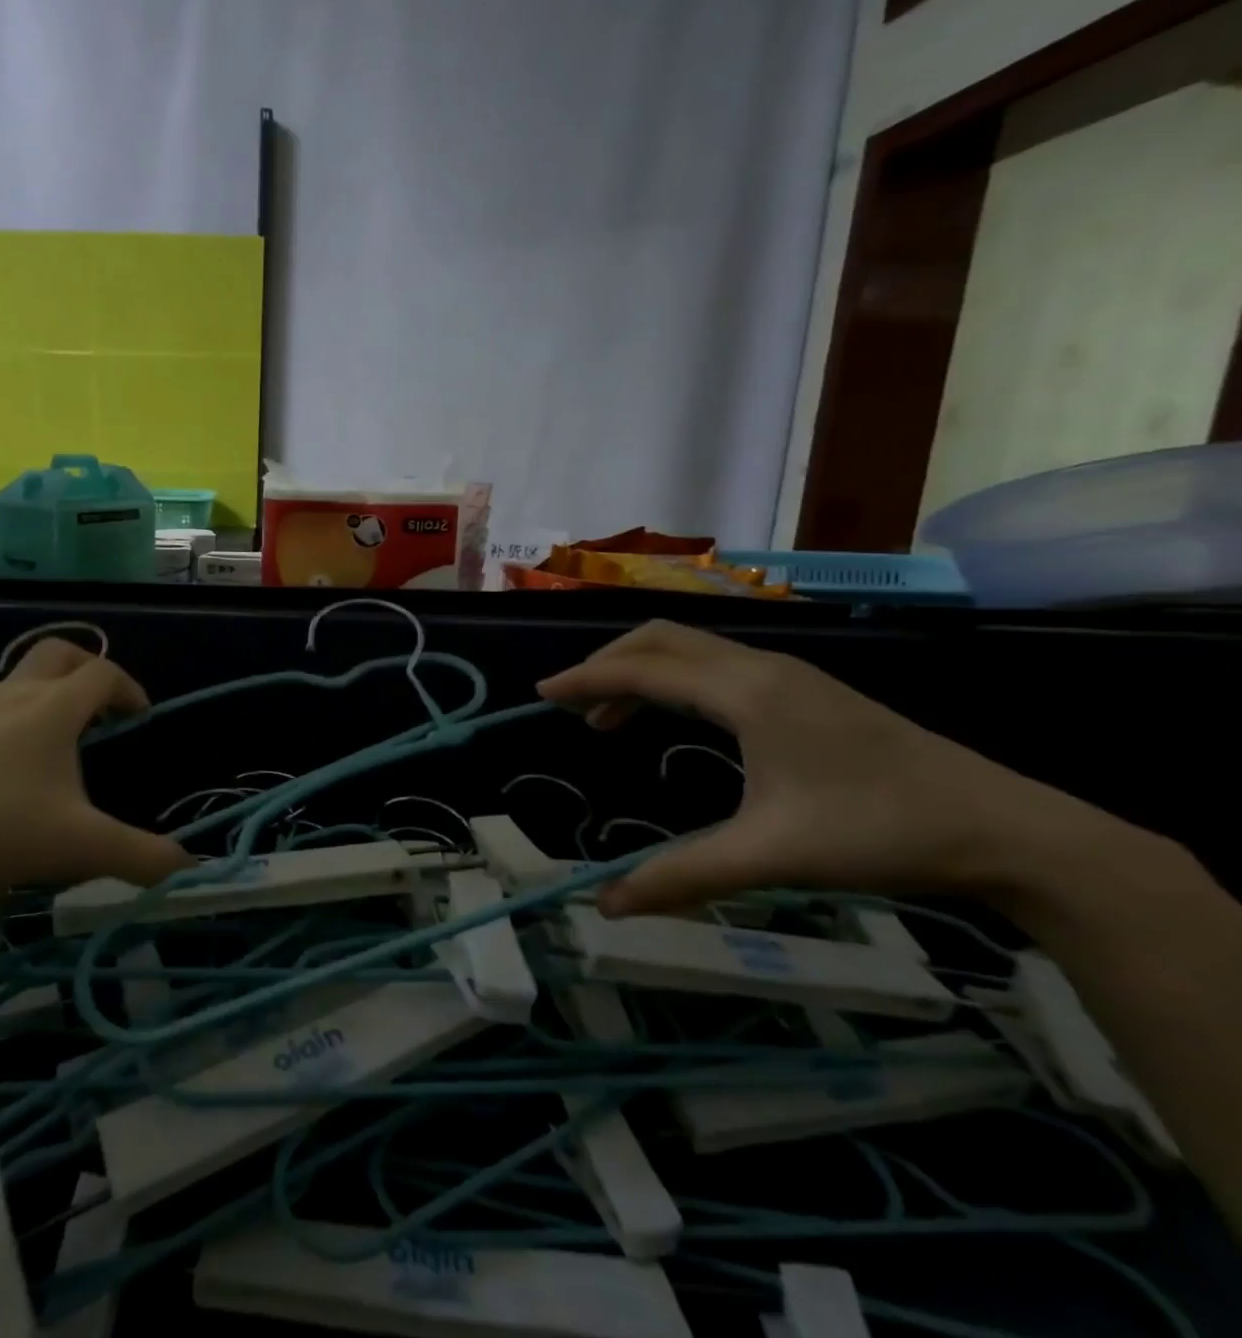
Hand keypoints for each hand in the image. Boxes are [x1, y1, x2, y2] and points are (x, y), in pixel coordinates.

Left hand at [0, 639, 190, 900]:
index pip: (103, 673)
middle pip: (60, 654)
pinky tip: (15, 776)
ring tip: (65, 749)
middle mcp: (14, 696)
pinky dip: (21, 721)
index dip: (130, 689)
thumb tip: (189, 866)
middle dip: (90, 673)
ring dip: (53, 698)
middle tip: (105, 712)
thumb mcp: (77, 848)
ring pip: (23, 681)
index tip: (141, 719)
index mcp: (53, 708)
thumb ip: (141, 858)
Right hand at [538, 620, 1148, 918]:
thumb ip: (683, 875)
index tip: (542, 693)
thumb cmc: (879, 832)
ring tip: (608, 720)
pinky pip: (715, 668)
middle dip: (607, 663)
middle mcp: (759, 668)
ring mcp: (786, 675)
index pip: (643, 668)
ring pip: (690, 651)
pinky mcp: (803, 691)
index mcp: (746, 692)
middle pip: (661, 639)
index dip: (586, 678)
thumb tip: (606, 905)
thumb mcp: (771, 856)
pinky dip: (674, 683)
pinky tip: (675, 722)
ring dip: (640, 673)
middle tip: (570, 702)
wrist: (1004, 830)